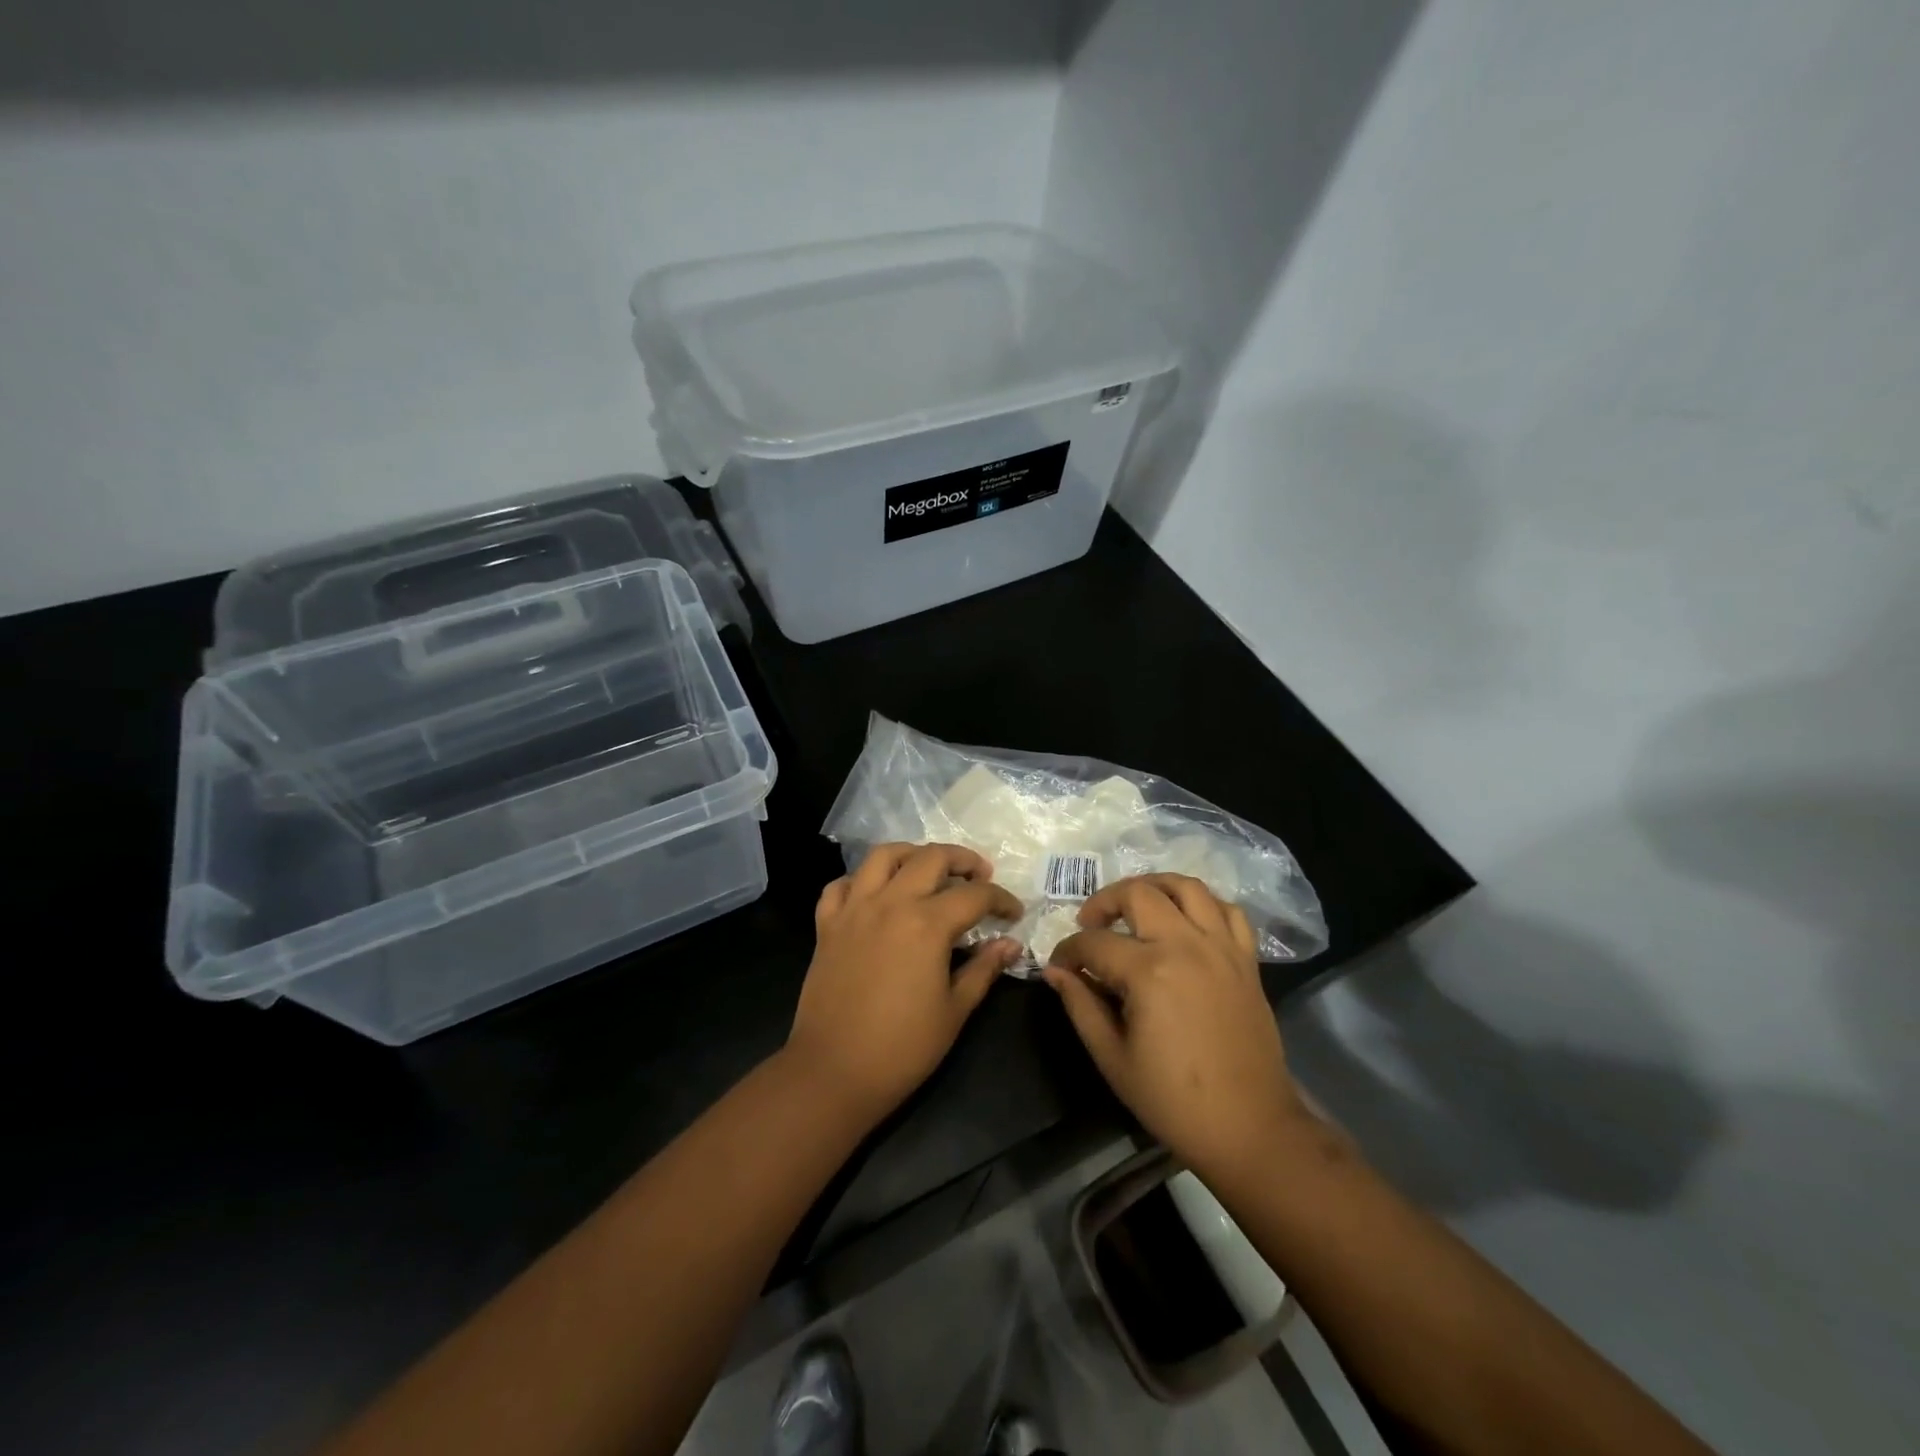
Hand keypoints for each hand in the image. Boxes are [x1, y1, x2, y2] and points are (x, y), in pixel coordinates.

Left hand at [786, 843, 1023, 1123]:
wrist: (834, 1071)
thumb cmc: (903, 1048)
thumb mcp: (955, 1010)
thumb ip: (984, 969)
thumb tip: (1010, 944)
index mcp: (927, 924)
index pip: (974, 895)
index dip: (1001, 899)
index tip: (1013, 913)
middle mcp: (890, 903)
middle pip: (930, 858)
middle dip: (962, 860)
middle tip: (979, 875)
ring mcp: (854, 910)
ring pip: (882, 856)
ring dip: (911, 854)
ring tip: (927, 868)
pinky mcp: (827, 925)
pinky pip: (841, 885)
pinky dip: (860, 880)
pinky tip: (875, 894)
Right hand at [1043, 875, 1305, 1181]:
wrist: (1250, 1128)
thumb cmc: (1173, 1100)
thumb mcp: (1112, 1057)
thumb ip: (1080, 1005)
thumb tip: (1055, 971)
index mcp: (1149, 972)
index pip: (1095, 942)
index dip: (1068, 951)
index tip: (1060, 966)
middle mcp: (1187, 945)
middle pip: (1138, 894)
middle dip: (1104, 902)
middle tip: (1090, 924)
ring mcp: (1222, 948)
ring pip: (1187, 887)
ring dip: (1154, 886)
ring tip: (1135, 905)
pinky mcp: (1246, 960)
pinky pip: (1228, 911)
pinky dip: (1203, 905)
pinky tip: (1185, 921)